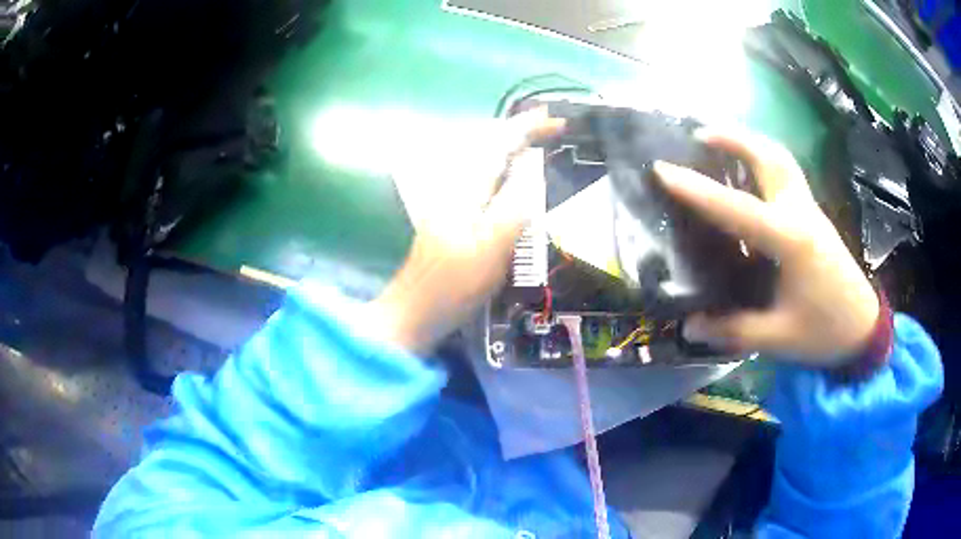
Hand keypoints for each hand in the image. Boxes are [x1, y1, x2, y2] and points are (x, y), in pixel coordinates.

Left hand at [370, 109, 564, 353]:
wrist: (416, 311)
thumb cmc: (454, 284)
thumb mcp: (492, 246)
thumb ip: (515, 205)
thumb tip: (535, 168)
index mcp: (465, 187)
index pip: (499, 143)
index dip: (529, 128)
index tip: (558, 121)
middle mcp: (454, 185)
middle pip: (488, 144)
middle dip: (519, 131)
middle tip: (550, 129)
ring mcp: (450, 199)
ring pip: (483, 160)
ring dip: (510, 147)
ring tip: (537, 144)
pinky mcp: (451, 216)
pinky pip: (481, 179)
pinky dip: (501, 169)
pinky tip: (513, 180)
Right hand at [654, 126, 879, 366]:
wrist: (863, 328)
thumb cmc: (824, 331)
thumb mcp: (778, 337)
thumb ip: (734, 329)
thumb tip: (689, 325)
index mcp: (789, 240)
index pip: (736, 207)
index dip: (696, 189)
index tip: (662, 168)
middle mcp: (799, 213)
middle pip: (768, 156)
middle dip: (733, 138)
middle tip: (698, 135)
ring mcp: (810, 211)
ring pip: (780, 159)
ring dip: (750, 143)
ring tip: (721, 143)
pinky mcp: (814, 217)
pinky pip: (786, 174)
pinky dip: (764, 161)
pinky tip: (749, 175)